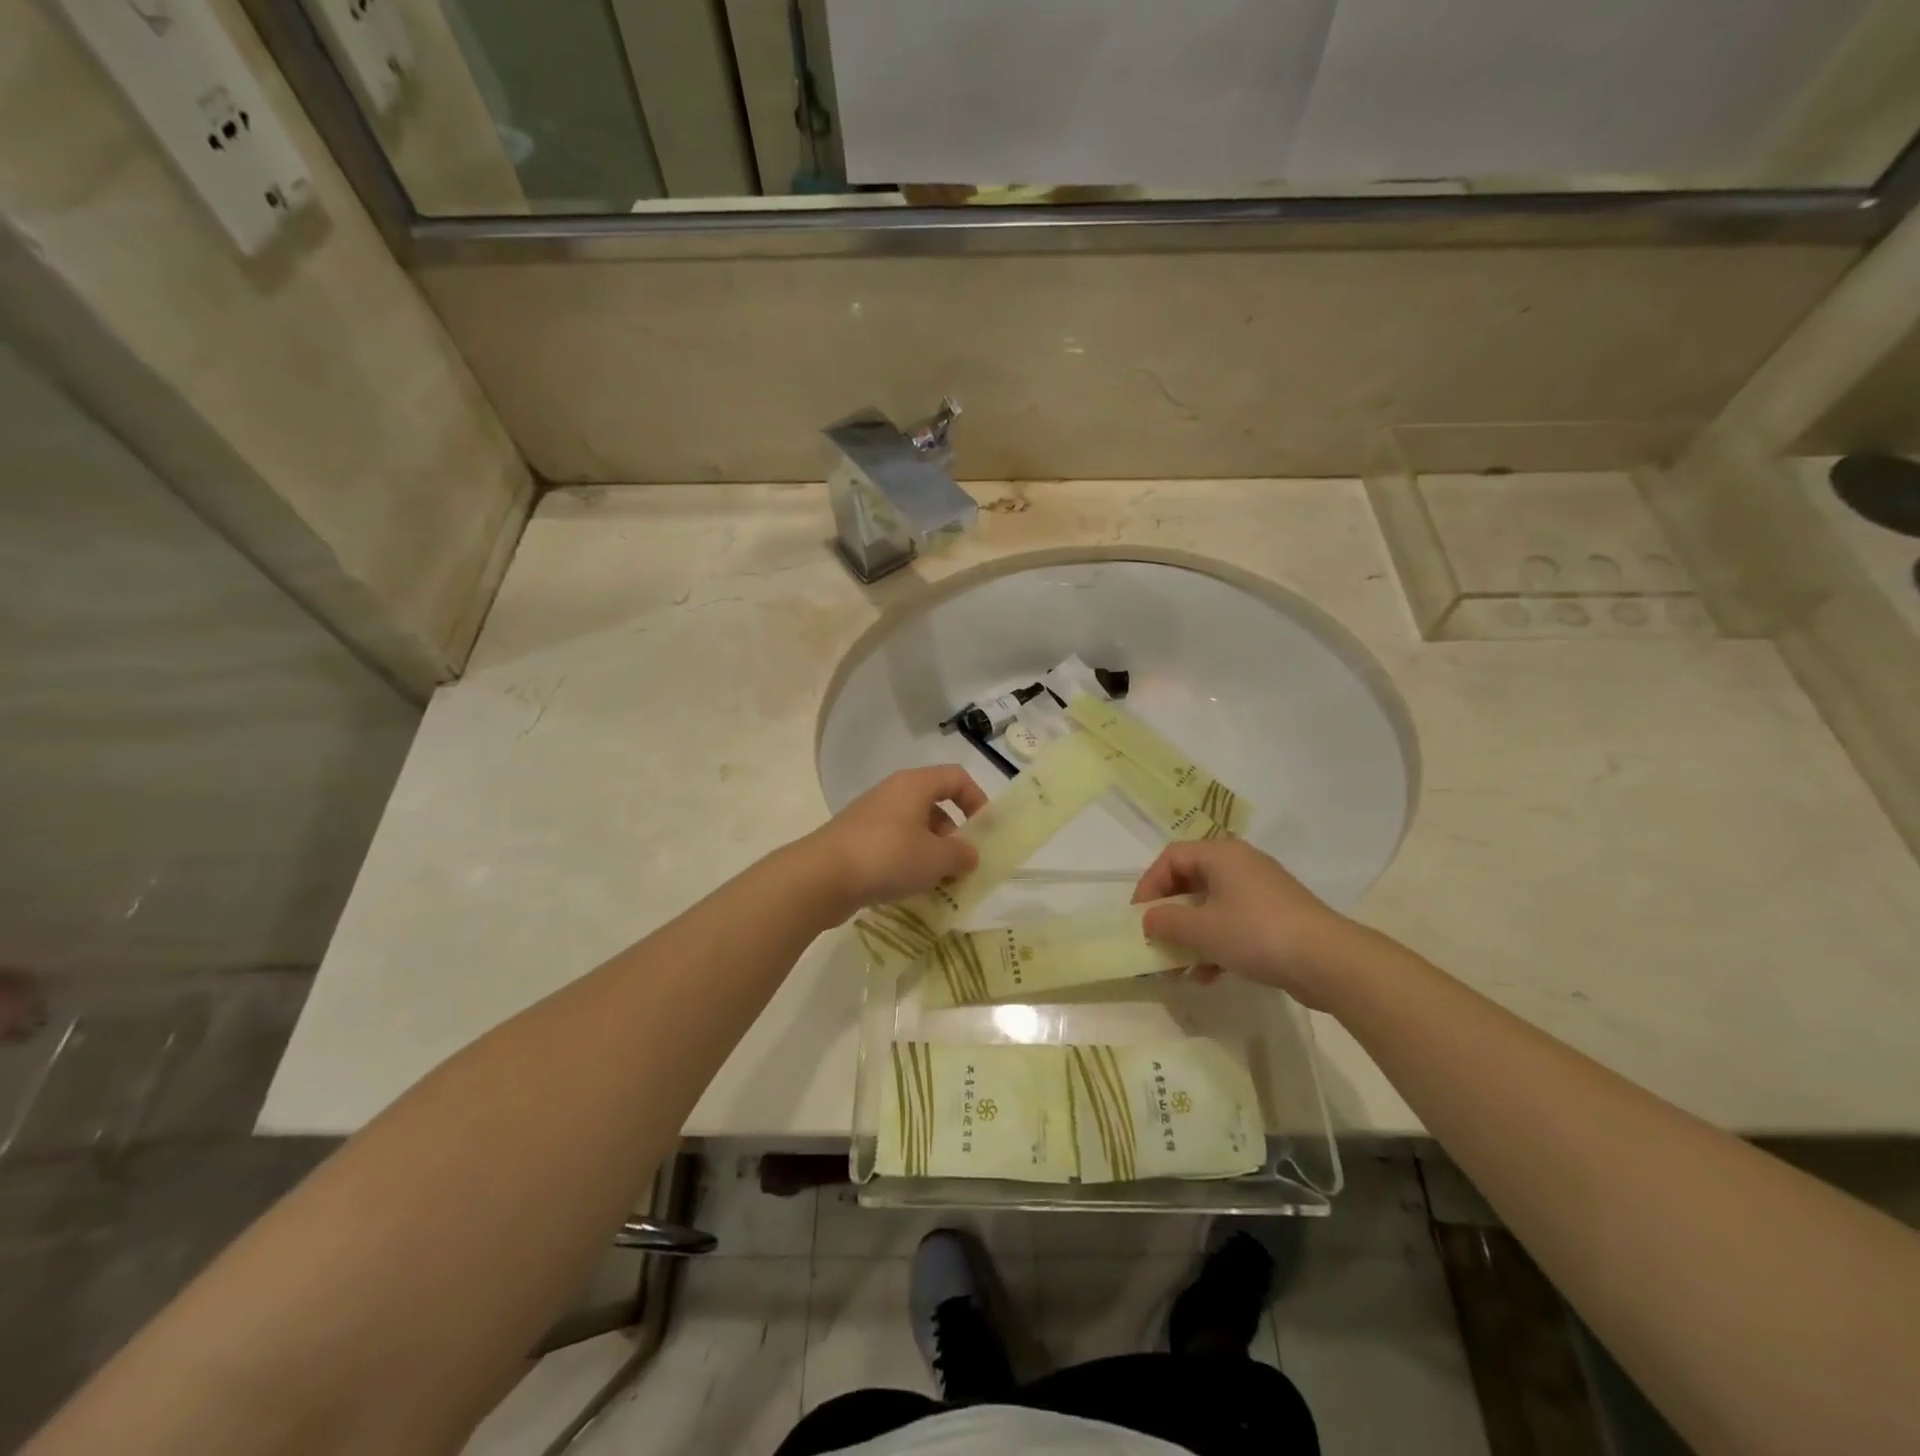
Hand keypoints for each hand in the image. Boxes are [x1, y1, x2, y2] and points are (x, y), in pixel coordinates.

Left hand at [806, 765, 988, 916]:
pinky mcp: (855, 841)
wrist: (821, 878)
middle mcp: (892, 793)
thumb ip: (962, 854)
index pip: (956, 777)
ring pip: (913, 829)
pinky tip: (910, 890)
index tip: (984, 832)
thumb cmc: (887, 857)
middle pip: (935, 805)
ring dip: (931, 854)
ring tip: (939, 884)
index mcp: (914, 785)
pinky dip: (907, 863)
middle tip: (961, 866)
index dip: (977, 799)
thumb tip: (969, 854)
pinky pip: (892, 846)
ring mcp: (870, 817)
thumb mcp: (936, 859)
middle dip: (954, 835)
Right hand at [1133, 840, 1366, 1010]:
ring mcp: (1261, 893)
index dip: (1149, 885)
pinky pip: (1233, 925)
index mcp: (1221, 855)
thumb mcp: (1202, 929)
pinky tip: (1207, 977)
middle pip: (1191, 882)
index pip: (1172, 858)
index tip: (1140, 918)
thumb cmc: (1256, 933)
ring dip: (1190, 936)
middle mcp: (1241, 865)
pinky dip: (1215, 946)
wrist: (1329, 962)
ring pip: (1211, 908)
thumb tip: (1148, 920)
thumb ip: (1166, 922)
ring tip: (1177, 969)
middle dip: (1169, 915)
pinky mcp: (1275, 919)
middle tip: (1156, 941)